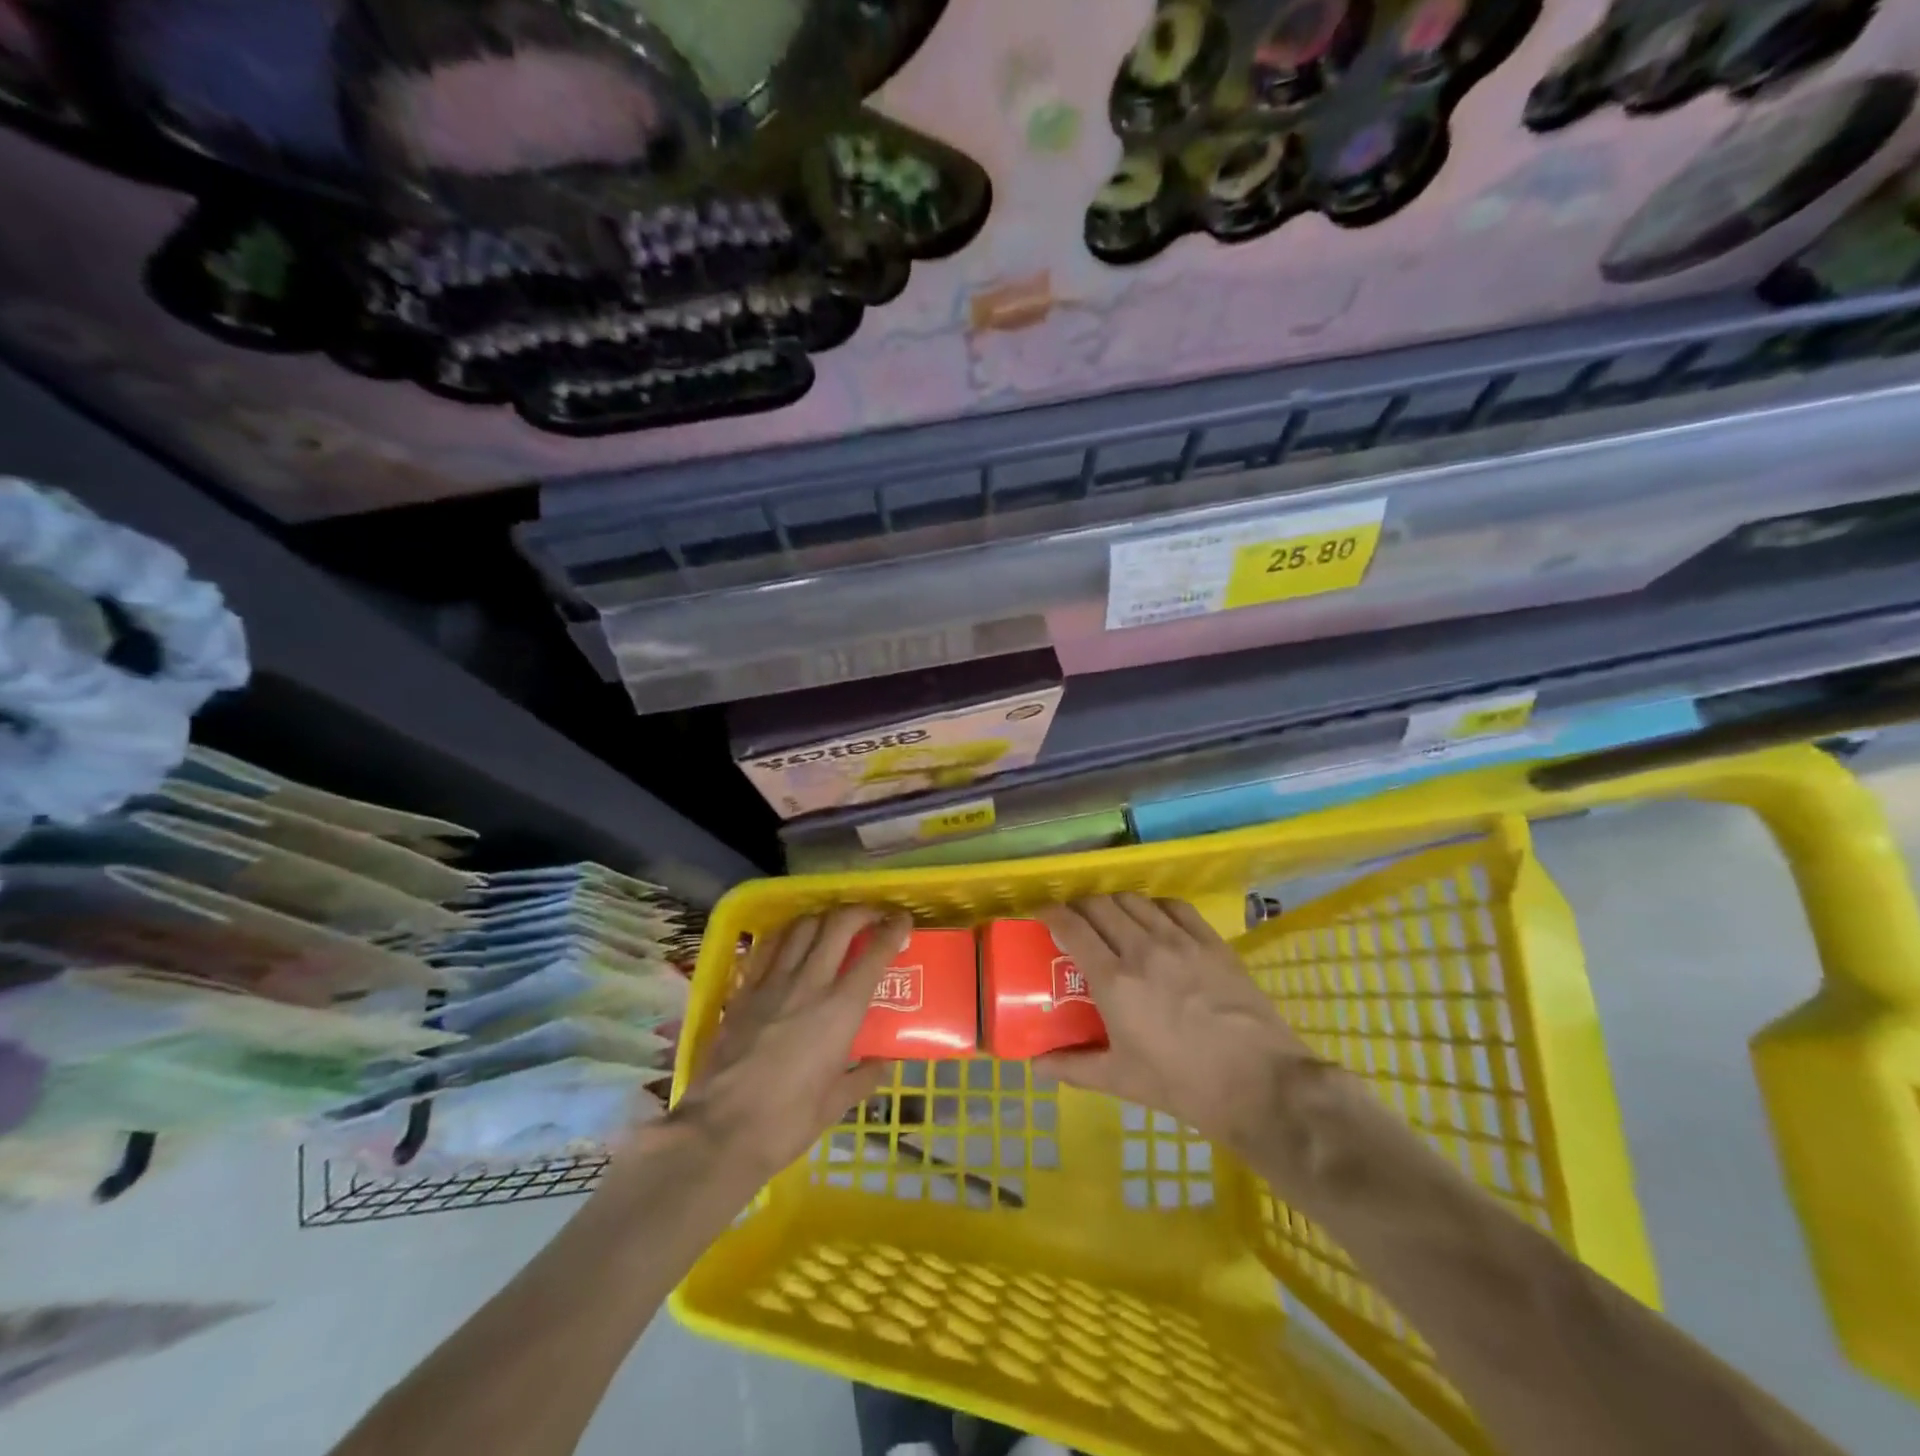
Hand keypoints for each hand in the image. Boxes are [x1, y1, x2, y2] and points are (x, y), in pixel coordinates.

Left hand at [664, 906, 910, 1180]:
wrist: (720, 1132)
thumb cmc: (787, 1122)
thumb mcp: (836, 1104)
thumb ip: (864, 1077)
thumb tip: (882, 1062)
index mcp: (841, 1010)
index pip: (875, 954)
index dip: (894, 930)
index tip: (904, 921)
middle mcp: (809, 984)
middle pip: (838, 924)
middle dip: (862, 911)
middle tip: (873, 916)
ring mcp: (772, 983)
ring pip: (802, 927)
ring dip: (824, 917)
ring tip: (834, 924)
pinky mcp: (743, 991)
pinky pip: (768, 946)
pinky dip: (786, 934)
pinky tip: (792, 939)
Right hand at [1037, 894, 1314, 1153]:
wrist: (1261, 1085)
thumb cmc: (1183, 1086)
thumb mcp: (1121, 1080)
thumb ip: (1073, 1066)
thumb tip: (1035, 1064)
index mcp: (1114, 981)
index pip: (1072, 926)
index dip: (1052, 914)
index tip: (1042, 916)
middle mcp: (1142, 948)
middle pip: (1100, 905)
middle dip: (1080, 906)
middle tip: (1074, 921)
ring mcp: (1181, 941)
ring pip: (1134, 900)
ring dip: (1114, 904)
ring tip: (1111, 920)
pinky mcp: (1212, 942)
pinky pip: (1174, 906)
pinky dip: (1154, 906)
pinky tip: (1154, 920)